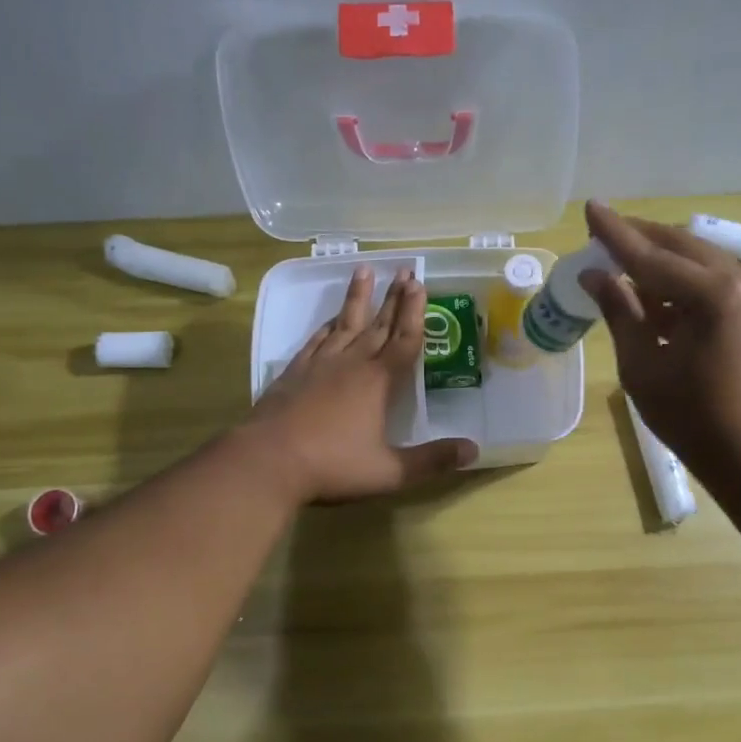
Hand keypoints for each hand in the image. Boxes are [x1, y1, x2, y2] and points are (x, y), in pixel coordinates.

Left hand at [247, 266, 477, 503]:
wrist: (267, 462)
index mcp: (378, 382)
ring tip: (365, 271)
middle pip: (378, 325)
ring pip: (344, 324)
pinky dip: (327, 326)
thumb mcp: (390, 472)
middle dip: (393, 298)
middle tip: (404, 269)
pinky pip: (316, 341)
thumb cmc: (332, 466)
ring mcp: (318, 366)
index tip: (420, 284)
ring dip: (357, 299)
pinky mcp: (293, 373)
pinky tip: (330, 320)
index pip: (404, 340)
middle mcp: (351, 364)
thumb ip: (432, 460)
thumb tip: (473, 450)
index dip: (415, 313)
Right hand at [579, 200, 740, 476]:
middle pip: (680, 246)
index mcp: (712, 296)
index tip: (591, 207)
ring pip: (698, 258)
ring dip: (660, 259)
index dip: (616, 235)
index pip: (651, 257)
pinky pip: (713, 278)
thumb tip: (594, 275)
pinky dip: (681, 280)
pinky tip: (654, 290)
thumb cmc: (691, 417)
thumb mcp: (642, 365)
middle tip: (602, 233)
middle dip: (640, 239)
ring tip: (622, 262)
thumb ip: (620, 312)